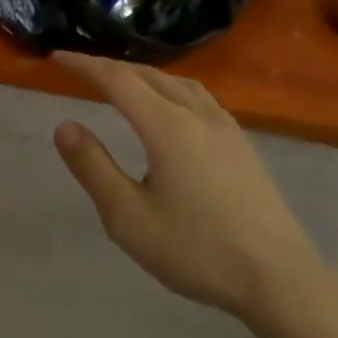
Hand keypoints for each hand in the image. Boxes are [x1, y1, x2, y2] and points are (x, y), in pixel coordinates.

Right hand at [51, 52, 326, 317]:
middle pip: (147, 75)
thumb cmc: (197, 250)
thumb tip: (65, 126)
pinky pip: (197, 96)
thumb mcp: (129, 217)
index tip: (57, 58)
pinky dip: (169, 88)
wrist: (280, 278)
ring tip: (121, 83)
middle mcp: (196, 114)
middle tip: (80, 69)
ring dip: (142, 75)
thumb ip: (93, 168)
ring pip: (176, 82)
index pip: (117, 79)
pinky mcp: (242, 143)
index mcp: (166, 126)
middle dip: (110, 67)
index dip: (85, 65)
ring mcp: (225, 127)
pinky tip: (170, 109)